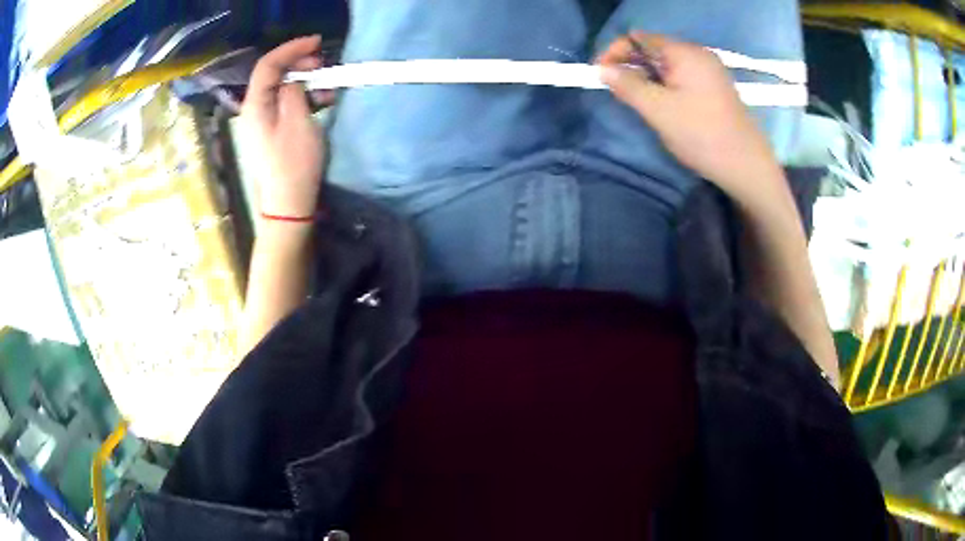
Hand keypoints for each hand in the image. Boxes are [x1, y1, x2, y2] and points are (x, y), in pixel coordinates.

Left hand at [241, 36, 332, 218]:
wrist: (288, 205)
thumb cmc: (294, 163)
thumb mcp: (298, 121)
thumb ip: (294, 92)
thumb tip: (294, 80)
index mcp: (255, 105)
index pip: (267, 65)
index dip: (291, 49)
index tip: (317, 42)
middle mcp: (254, 110)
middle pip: (273, 75)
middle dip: (299, 64)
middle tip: (324, 65)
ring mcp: (262, 122)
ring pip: (282, 89)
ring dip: (306, 82)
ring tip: (328, 86)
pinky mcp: (272, 132)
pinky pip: (286, 105)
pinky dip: (304, 98)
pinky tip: (323, 102)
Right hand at [597, 33, 781, 202]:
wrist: (747, 167)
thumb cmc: (702, 135)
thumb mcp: (659, 110)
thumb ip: (628, 85)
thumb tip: (602, 70)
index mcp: (685, 53)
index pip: (640, 38)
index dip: (615, 52)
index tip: (600, 74)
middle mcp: (698, 55)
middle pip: (654, 50)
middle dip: (632, 67)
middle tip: (618, 92)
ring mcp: (710, 72)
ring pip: (667, 66)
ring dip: (648, 79)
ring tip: (638, 102)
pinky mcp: (715, 88)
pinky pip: (682, 78)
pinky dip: (665, 87)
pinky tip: (663, 106)